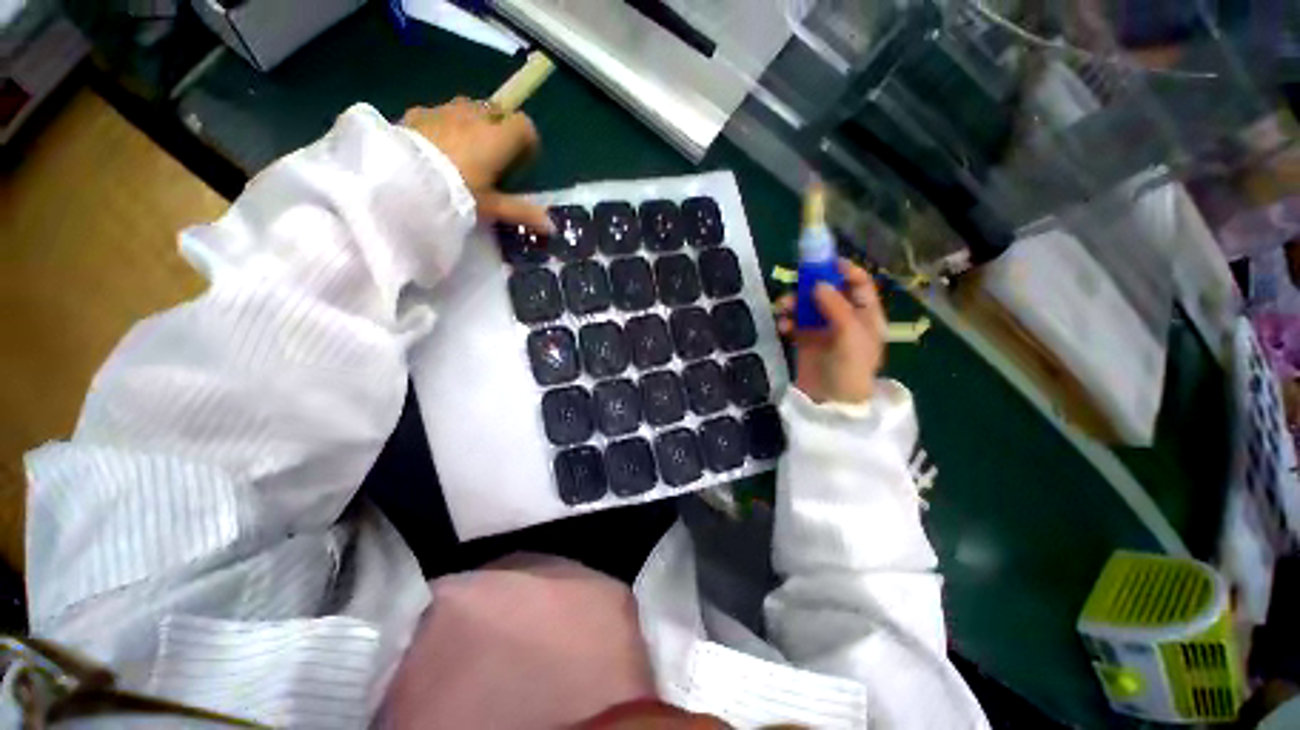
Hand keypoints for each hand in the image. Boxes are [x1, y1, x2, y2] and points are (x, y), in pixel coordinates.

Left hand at [402, 97, 552, 232]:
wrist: (403, 180)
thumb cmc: (458, 192)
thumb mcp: (493, 207)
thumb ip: (523, 212)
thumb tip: (551, 226)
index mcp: (498, 138)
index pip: (524, 125)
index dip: (528, 141)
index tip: (522, 162)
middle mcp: (475, 116)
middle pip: (496, 111)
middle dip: (499, 129)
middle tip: (494, 157)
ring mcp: (444, 110)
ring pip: (467, 107)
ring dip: (472, 123)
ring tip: (465, 151)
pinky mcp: (419, 112)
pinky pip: (440, 112)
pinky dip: (445, 124)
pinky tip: (437, 147)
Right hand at [775, 259, 885, 404]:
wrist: (831, 401)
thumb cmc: (850, 367)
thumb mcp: (850, 334)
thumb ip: (835, 306)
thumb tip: (817, 284)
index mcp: (865, 314)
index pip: (858, 283)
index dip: (844, 269)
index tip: (824, 261)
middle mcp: (844, 317)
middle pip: (828, 290)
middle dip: (810, 285)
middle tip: (795, 281)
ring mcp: (822, 328)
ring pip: (806, 305)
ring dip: (793, 303)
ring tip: (782, 308)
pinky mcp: (804, 339)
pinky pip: (793, 322)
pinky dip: (786, 321)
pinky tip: (782, 326)